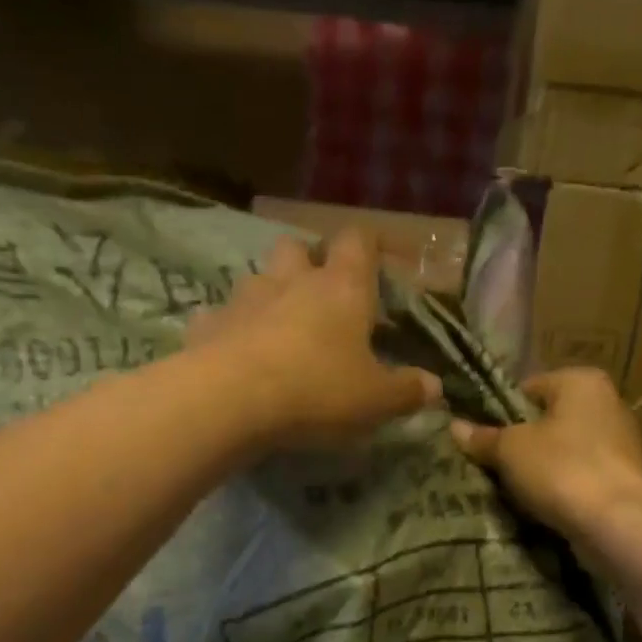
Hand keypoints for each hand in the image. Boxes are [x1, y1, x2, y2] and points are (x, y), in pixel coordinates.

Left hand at [190, 230, 441, 449]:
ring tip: (277, 331)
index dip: (370, 247)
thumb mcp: (375, 400)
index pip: (359, 240)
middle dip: (308, 264)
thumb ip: (406, 390)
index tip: (378, 266)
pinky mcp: (207, 324)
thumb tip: (434, 386)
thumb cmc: (318, 391)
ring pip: (258, 279)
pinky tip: (235, 355)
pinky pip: (220, 318)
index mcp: (342, 288)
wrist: (231, 400)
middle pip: (298, 247)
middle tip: (318, 299)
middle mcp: (292, 280)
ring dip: (269, 296)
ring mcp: (244, 298)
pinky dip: (229, 330)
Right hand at [449, 368, 641, 537]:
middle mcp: (606, 404)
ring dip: (538, 471)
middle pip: (546, 421)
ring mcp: (618, 444)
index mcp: (581, 381)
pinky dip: (559, 490)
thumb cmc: (562, 469)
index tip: (479, 440)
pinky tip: (539, 508)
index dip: (498, 414)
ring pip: (561, 453)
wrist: (618, 523)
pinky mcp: (622, 481)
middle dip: (518, 445)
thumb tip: (454, 427)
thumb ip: (483, 437)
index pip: (527, 389)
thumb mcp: (510, 450)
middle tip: (489, 468)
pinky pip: (577, 479)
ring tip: (509, 492)